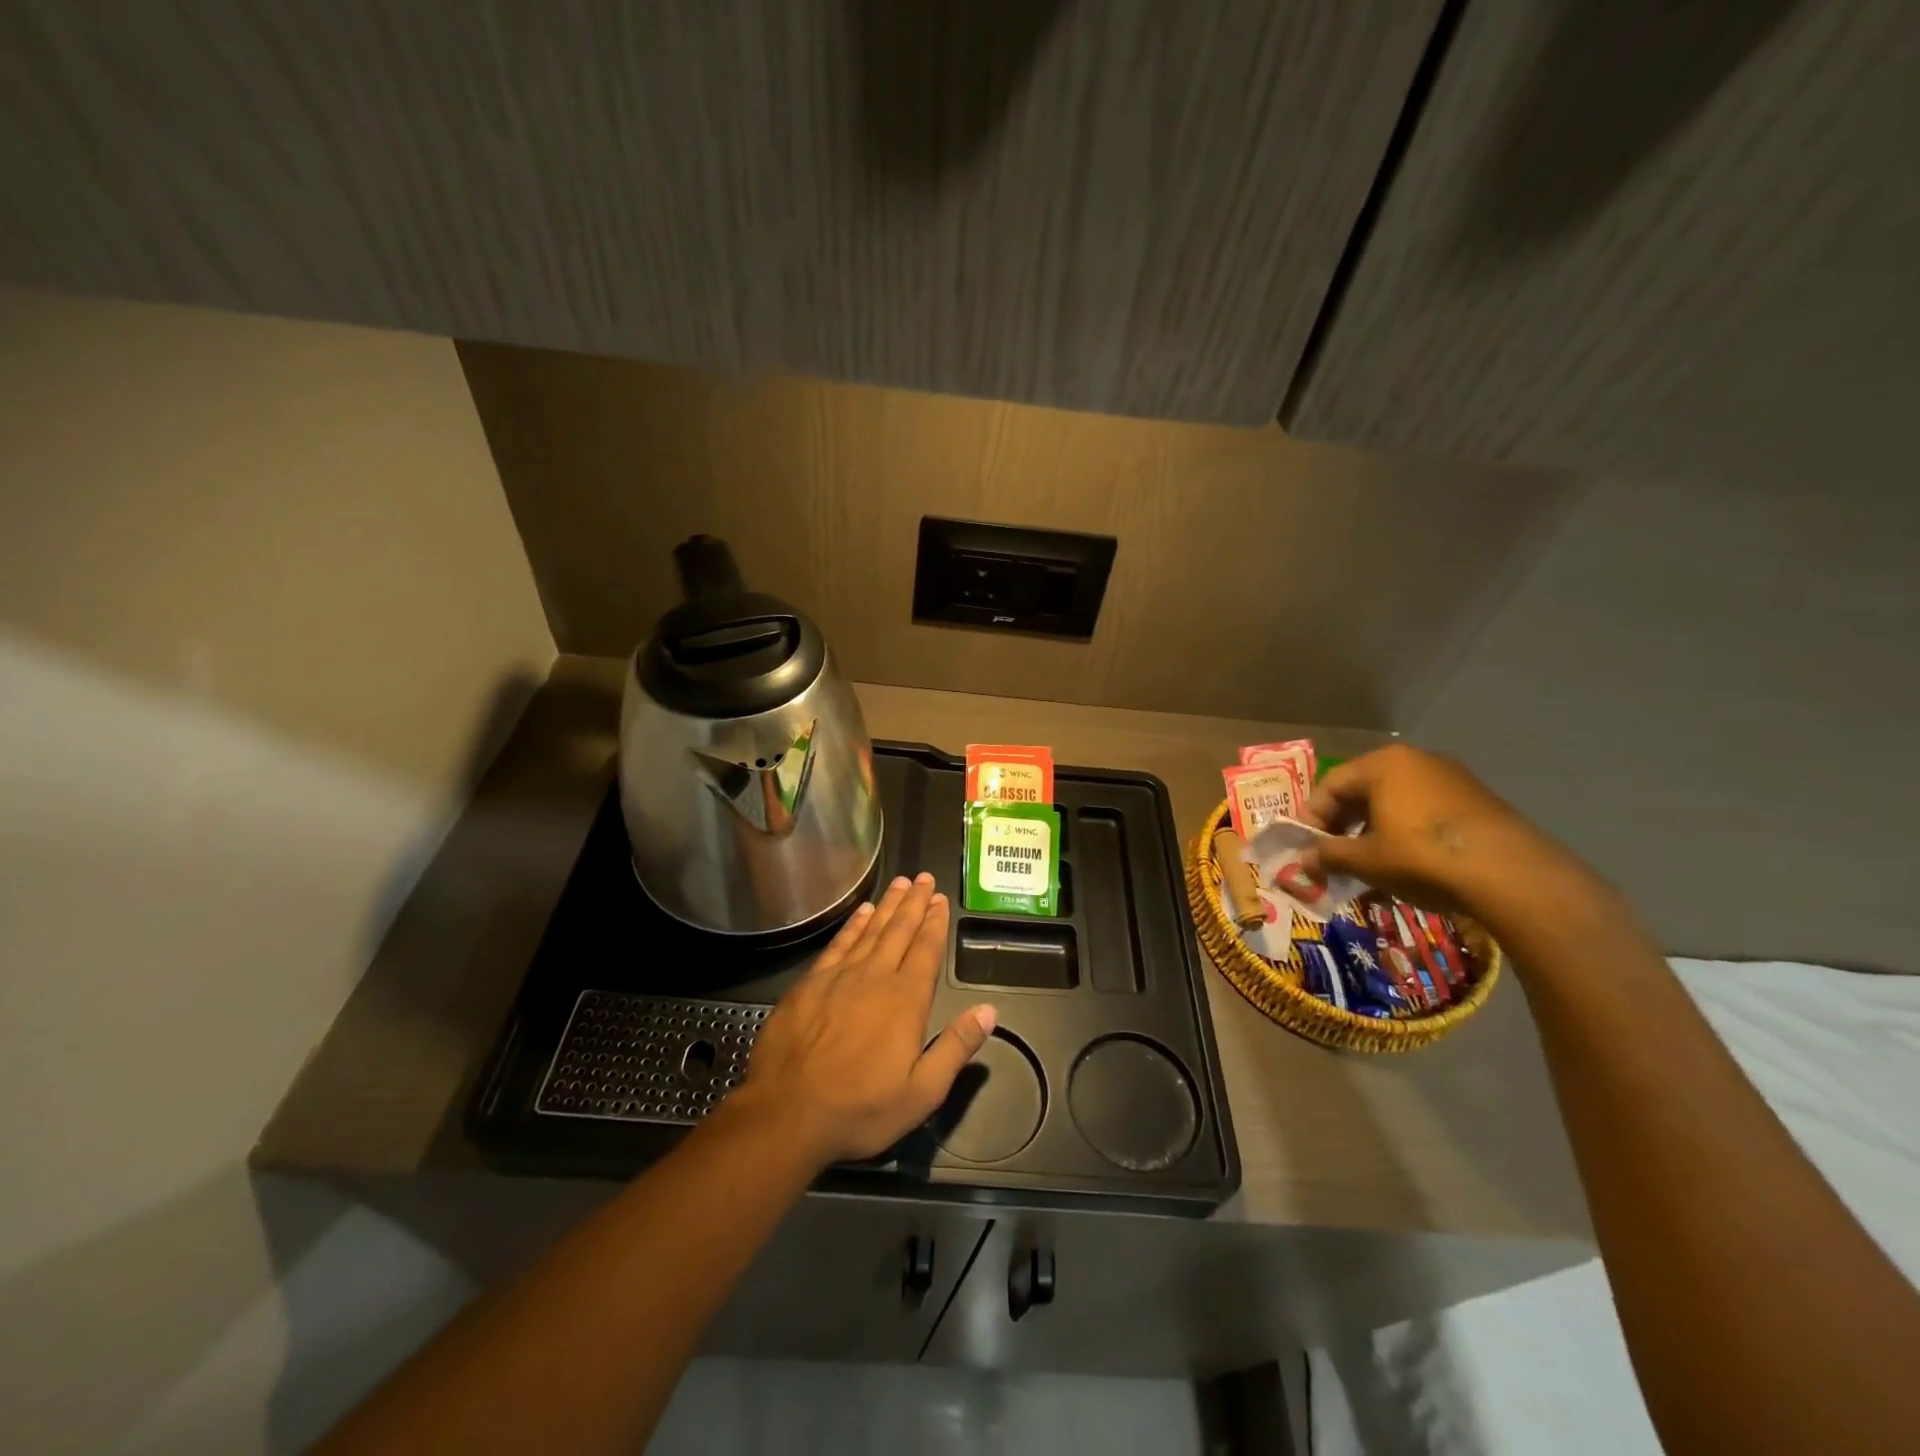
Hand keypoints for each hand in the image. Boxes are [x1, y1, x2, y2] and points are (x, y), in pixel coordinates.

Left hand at [733, 873, 995, 1168]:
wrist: (787, 1113)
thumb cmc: (860, 1109)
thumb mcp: (922, 1092)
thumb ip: (956, 1047)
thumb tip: (989, 1011)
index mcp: (905, 1001)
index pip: (925, 951)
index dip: (935, 923)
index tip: (940, 900)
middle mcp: (874, 977)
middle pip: (899, 931)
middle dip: (914, 903)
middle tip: (924, 878)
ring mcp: (839, 977)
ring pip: (870, 930)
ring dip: (887, 905)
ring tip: (900, 883)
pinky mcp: (809, 983)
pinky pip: (838, 943)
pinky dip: (853, 925)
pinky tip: (861, 912)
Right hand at [1300, 744, 1573, 915]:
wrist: (1511, 874)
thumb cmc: (1422, 855)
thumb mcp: (1366, 859)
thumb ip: (1329, 855)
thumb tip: (1302, 860)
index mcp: (1383, 764)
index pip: (1331, 785)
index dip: (1312, 817)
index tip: (1306, 847)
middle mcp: (1416, 761)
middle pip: (1363, 790)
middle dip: (1342, 824)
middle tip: (1332, 855)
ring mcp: (1451, 778)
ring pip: (1395, 802)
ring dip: (1373, 831)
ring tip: (1367, 864)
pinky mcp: (1477, 800)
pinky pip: (1424, 811)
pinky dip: (1405, 832)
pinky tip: (1405, 863)